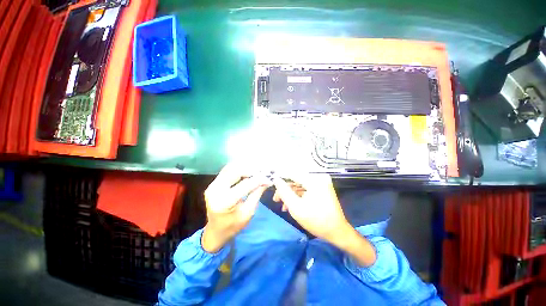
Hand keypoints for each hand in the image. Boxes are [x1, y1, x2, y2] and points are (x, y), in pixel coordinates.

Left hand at [202, 162, 270, 252]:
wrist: (216, 231)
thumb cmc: (234, 225)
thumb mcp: (249, 212)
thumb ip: (257, 193)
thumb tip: (266, 180)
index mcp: (225, 202)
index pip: (245, 184)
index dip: (259, 179)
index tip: (269, 179)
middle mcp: (215, 190)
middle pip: (235, 171)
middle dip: (251, 170)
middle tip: (262, 173)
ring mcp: (212, 185)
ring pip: (230, 168)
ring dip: (244, 168)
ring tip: (255, 172)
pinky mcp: (213, 183)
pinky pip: (227, 171)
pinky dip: (238, 169)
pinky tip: (246, 172)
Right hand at [272, 173, 351, 242]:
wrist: (337, 232)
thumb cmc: (316, 221)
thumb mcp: (296, 207)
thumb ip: (284, 192)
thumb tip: (276, 179)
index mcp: (314, 180)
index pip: (292, 174)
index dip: (281, 179)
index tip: (272, 186)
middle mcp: (319, 178)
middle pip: (296, 180)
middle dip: (285, 190)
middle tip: (276, 200)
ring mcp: (321, 183)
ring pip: (300, 185)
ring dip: (291, 195)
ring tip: (283, 206)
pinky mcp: (321, 188)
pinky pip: (306, 189)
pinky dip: (298, 196)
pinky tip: (291, 205)